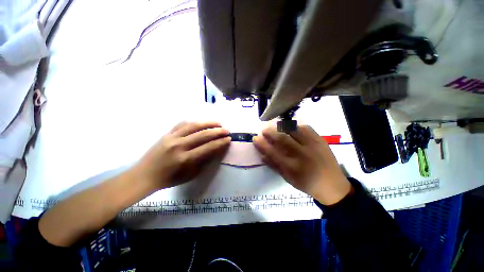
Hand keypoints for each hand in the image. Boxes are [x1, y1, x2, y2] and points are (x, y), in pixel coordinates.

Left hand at [133, 121, 229, 190]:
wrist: (145, 175)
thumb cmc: (170, 178)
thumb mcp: (191, 174)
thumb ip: (204, 161)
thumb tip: (216, 150)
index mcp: (185, 159)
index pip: (208, 147)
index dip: (220, 143)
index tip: (228, 139)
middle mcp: (179, 145)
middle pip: (202, 134)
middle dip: (217, 131)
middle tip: (226, 130)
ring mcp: (172, 137)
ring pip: (193, 125)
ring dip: (208, 123)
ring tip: (218, 123)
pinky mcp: (167, 133)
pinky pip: (182, 123)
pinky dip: (194, 122)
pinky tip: (202, 122)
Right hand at [253, 125, 351, 204]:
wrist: (332, 185)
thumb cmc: (307, 183)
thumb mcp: (289, 179)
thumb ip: (275, 166)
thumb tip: (262, 156)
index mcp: (293, 168)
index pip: (273, 153)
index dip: (262, 145)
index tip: (255, 138)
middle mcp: (302, 155)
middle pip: (283, 139)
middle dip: (270, 132)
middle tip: (264, 130)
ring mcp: (313, 146)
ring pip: (294, 131)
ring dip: (281, 126)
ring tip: (275, 126)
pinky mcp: (320, 140)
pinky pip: (306, 128)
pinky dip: (295, 125)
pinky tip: (290, 126)